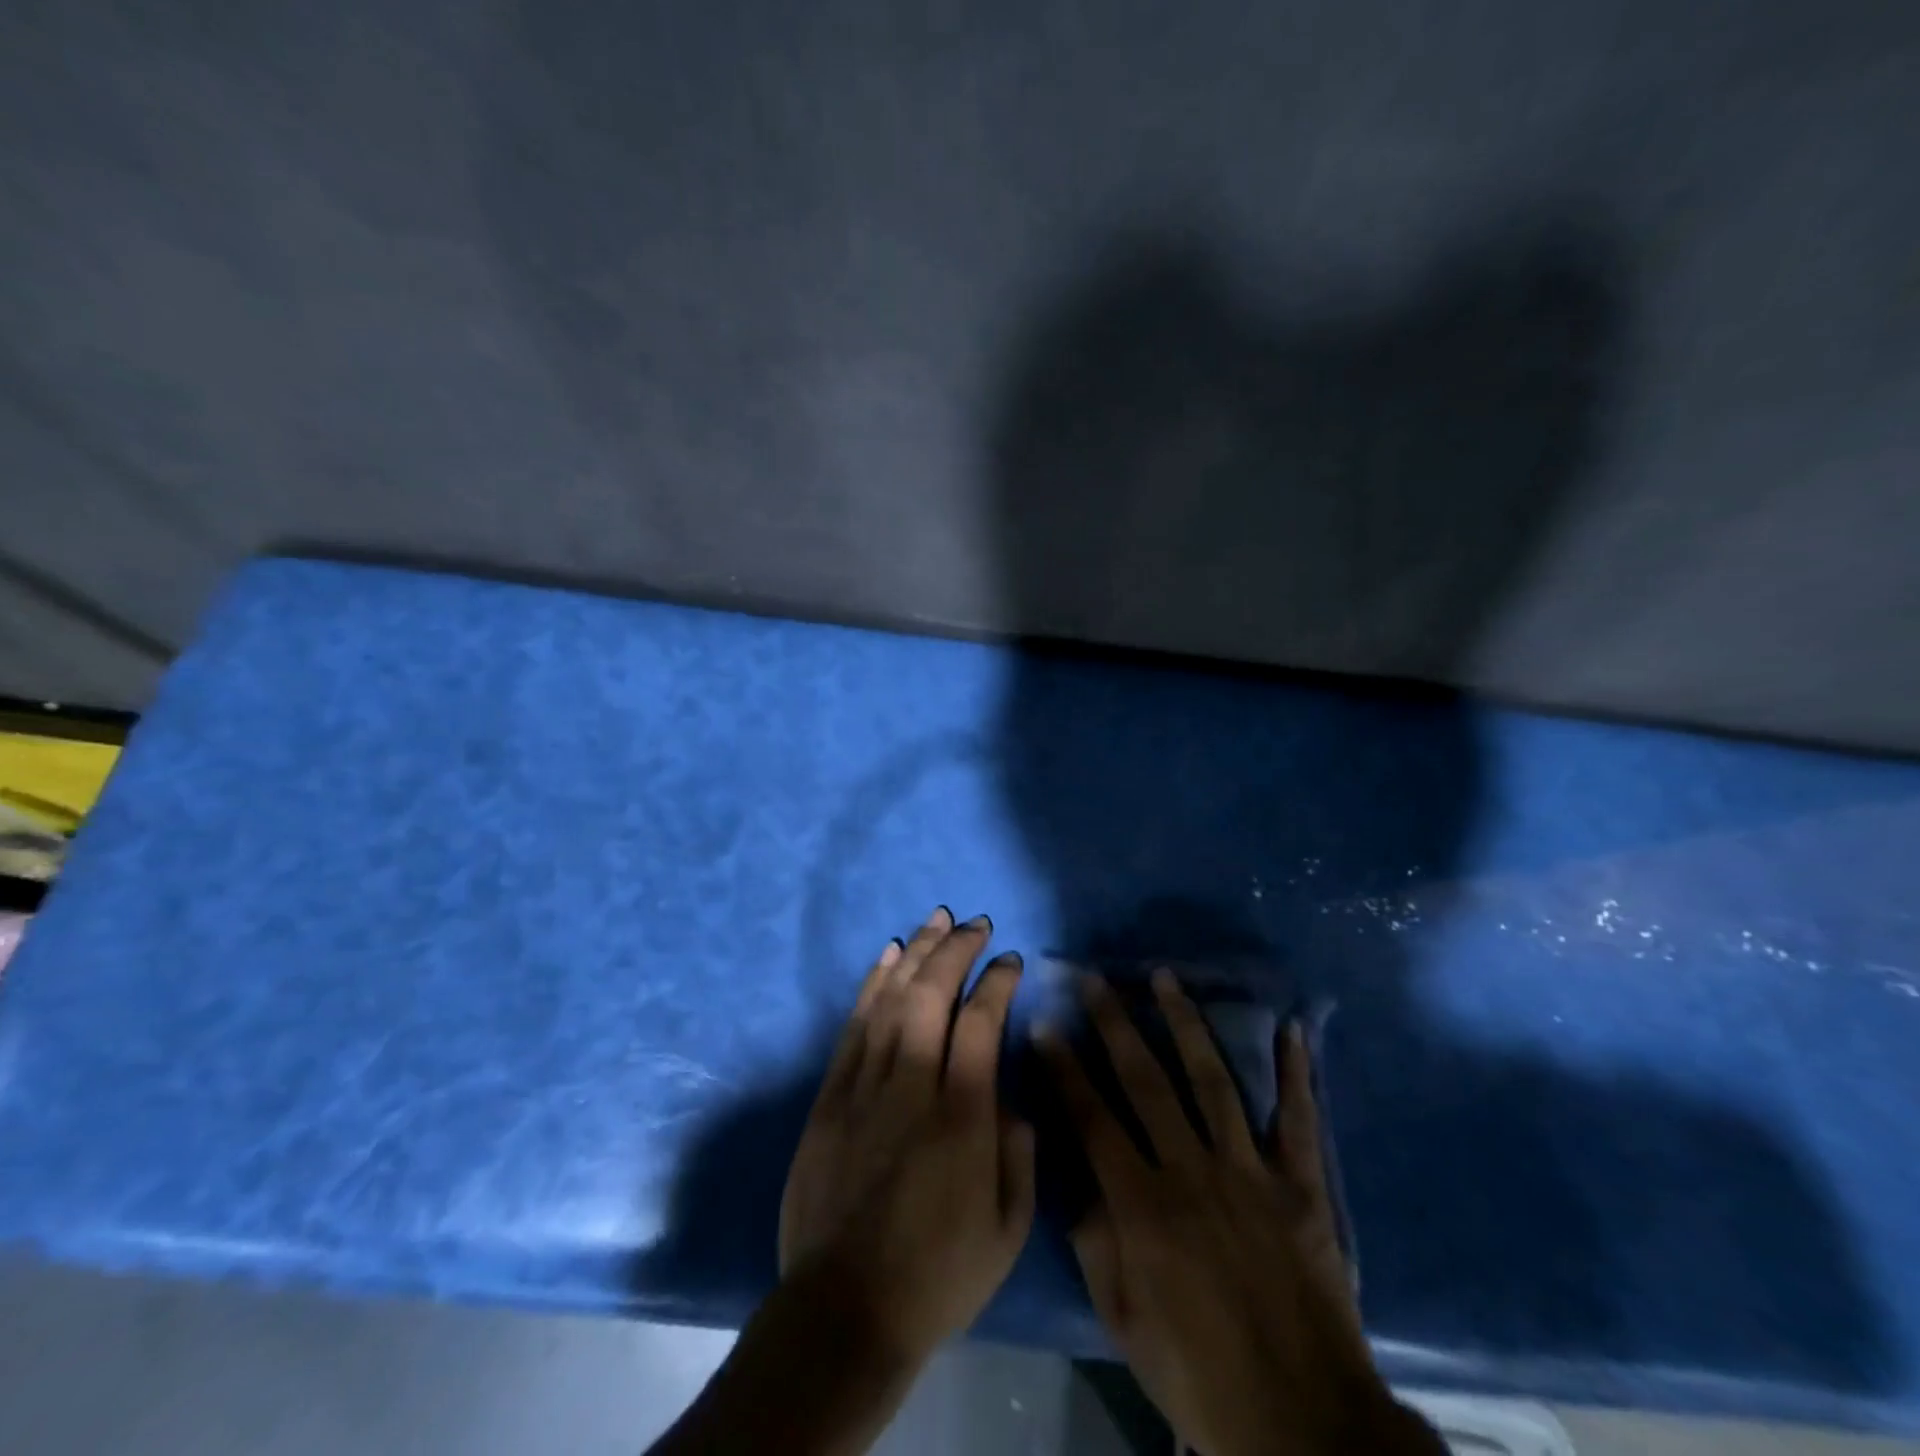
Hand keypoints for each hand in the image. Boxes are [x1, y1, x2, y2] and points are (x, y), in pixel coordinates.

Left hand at [778, 906, 1035, 1367]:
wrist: (843, 1311)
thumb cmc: (938, 1274)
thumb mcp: (1008, 1228)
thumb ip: (1018, 1149)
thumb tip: (1010, 1093)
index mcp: (962, 1117)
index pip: (982, 1022)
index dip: (998, 981)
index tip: (1011, 961)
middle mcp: (911, 1087)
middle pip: (931, 995)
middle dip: (956, 949)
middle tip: (975, 923)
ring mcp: (863, 1087)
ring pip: (890, 998)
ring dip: (916, 952)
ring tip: (935, 919)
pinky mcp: (830, 1096)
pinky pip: (853, 1025)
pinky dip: (872, 984)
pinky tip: (889, 956)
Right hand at [1041, 970, 1438, 1455]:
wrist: (1303, 1424)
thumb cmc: (1198, 1375)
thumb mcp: (1124, 1318)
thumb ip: (1094, 1240)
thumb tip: (1075, 1174)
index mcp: (1144, 1208)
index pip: (1092, 1119)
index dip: (1064, 1069)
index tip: (1045, 1024)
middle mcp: (1193, 1173)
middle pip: (1146, 1082)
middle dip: (1115, 1025)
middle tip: (1096, 980)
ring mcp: (1251, 1173)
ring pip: (1211, 1080)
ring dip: (1185, 1024)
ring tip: (1165, 978)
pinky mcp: (1301, 1187)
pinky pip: (1297, 1118)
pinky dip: (1294, 1072)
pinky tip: (1288, 1028)